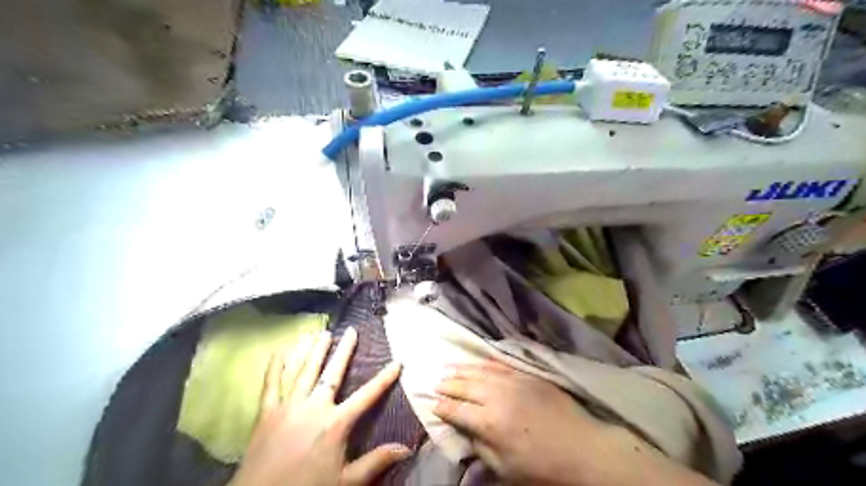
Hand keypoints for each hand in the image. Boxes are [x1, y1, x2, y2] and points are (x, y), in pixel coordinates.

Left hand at [228, 325, 407, 484]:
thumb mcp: (346, 481)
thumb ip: (375, 461)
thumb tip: (406, 447)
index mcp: (336, 423)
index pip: (367, 395)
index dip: (384, 378)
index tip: (397, 361)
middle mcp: (314, 408)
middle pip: (332, 374)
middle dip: (344, 351)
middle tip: (351, 330)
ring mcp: (288, 407)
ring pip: (304, 372)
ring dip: (314, 351)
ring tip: (322, 333)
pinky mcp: (266, 413)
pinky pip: (271, 384)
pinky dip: (275, 367)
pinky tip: (280, 351)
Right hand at [434, 361, 716, 485]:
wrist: (583, 448)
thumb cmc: (542, 467)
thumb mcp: (505, 467)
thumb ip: (480, 445)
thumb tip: (463, 430)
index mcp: (489, 422)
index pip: (456, 410)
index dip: (442, 407)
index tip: (433, 404)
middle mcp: (497, 396)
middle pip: (465, 385)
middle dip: (448, 384)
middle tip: (436, 383)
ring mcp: (513, 381)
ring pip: (480, 371)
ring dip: (462, 370)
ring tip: (449, 369)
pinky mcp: (527, 375)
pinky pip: (500, 364)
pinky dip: (485, 363)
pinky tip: (478, 361)